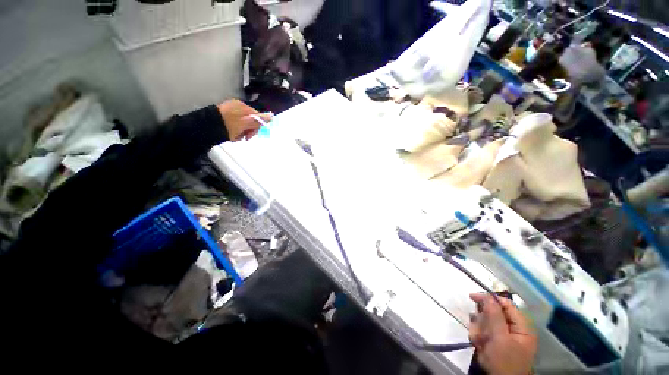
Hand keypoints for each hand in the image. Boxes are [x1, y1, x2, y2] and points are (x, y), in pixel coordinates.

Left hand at [217, 99, 272, 140]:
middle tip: (243, 137)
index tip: (249, 136)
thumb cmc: (228, 125)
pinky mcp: (224, 114)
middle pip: (250, 120)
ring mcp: (231, 109)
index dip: (256, 128)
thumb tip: (271, 116)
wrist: (207, 126)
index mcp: (243, 107)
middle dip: (248, 130)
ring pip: (243, 122)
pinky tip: (232, 134)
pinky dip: (235, 129)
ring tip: (235, 137)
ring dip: (242, 131)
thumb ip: (258, 120)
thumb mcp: (245, 123)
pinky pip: (235, 123)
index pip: (257, 117)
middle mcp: (238, 106)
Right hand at [469, 293, 537, 374]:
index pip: (506, 304)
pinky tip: (479, 345)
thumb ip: (494, 315)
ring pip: (485, 323)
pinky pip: (482, 332)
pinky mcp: (495, 342)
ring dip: (479, 330)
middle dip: (483, 321)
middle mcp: (514, 329)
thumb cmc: (504, 361)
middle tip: (479, 331)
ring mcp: (504, 336)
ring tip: (480, 342)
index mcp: (521, 327)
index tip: (472, 296)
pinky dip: (478, 337)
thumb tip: (488, 296)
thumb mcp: (499, 338)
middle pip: (493, 314)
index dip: (490, 298)